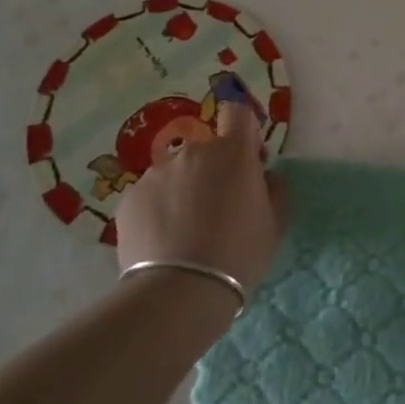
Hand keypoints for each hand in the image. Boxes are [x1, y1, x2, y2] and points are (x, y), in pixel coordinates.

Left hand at [114, 103, 287, 295]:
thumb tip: (265, 176)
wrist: (179, 290)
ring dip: (183, 190)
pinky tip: (162, 241)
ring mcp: (157, 172)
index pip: (237, 113)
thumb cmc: (238, 253)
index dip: (243, 131)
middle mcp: (194, 151)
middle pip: (206, 149)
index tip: (248, 159)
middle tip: (217, 207)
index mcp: (233, 151)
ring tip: (184, 231)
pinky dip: (158, 210)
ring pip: (176, 172)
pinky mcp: (130, 197)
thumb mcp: (275, 223)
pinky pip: (151, 195)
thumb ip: (274, 189)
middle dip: (213, 169)